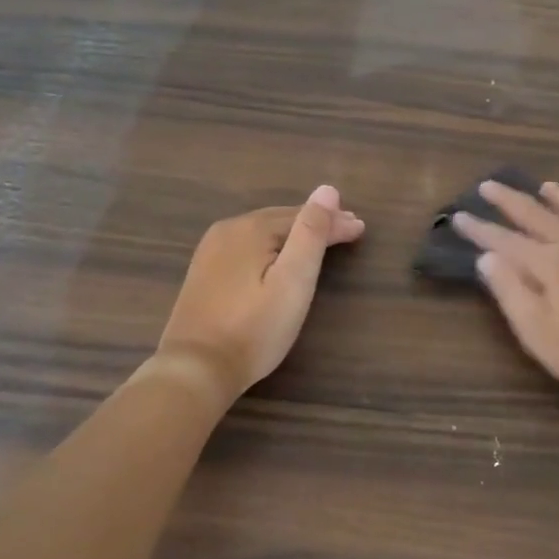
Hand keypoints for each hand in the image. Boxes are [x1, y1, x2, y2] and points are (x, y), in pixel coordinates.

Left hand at [157, 186, 365, 404]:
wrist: (196, 368)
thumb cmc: (254, 328)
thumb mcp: (293, 281)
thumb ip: (311, 234)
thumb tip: (327, 190)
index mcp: (251, 228)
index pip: (303, 217)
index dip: (334, 222)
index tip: (361, 228)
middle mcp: (228, 230)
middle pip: (281, 220)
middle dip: (315, 224)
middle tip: (348, 229)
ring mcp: (211, 251)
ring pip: (263, 232)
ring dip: (293, 234)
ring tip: (320, 240)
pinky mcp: (204, 272)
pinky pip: (247, 247)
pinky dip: (271, 246)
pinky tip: (279, 256)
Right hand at [452, 182, 558, 420]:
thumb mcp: (540, 333)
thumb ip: (511, 291)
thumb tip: (486, 257)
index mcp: (552, 264)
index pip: (506, 241)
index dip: (480, 229)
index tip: (459, 216)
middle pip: (538, 216)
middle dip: (510, 201)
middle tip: (488, 185)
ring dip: (556, 198)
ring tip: (542, 186)